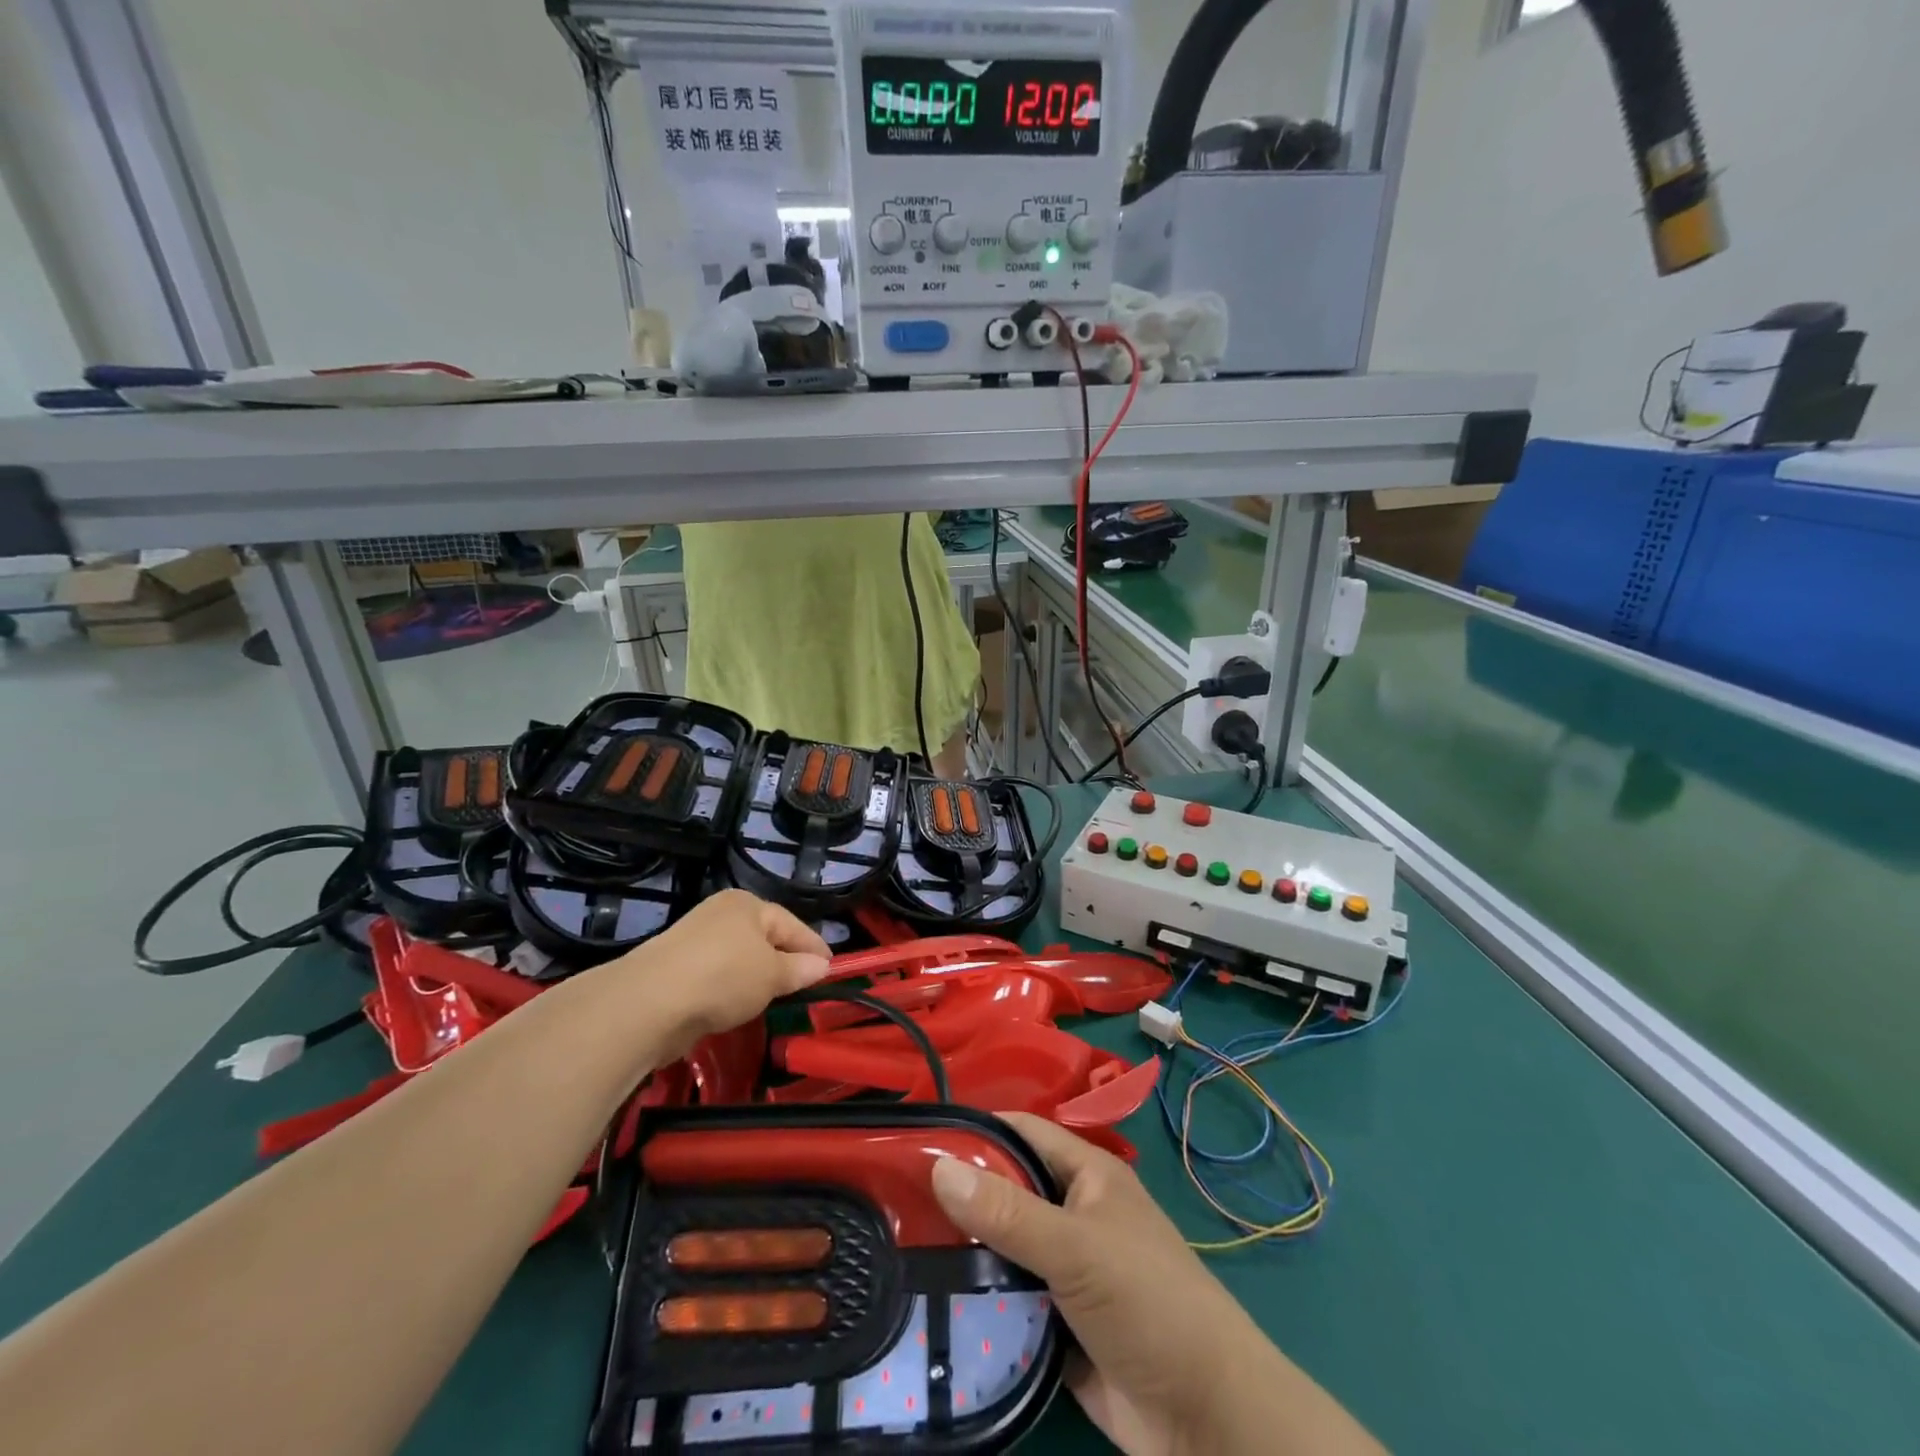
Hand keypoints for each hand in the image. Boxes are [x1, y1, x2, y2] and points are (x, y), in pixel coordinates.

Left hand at [593, 890, 830, 1056]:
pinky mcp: (676, 968)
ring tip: (774, 998)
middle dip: (785, 959)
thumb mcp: (772, 975)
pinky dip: (731, 988)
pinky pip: (717, 975)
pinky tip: (736, 1006)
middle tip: (806, 984)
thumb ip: (799, 969)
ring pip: (739, 957)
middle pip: (764, 938)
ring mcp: (694, 940)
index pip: (792, 924)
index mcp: (747, 905)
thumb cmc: (723, 977)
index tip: (832, 967)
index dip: (814, 946)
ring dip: (756, 976)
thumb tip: (821, 965)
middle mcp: (721, 914)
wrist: (649, 1004)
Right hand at [930, 1113, 1381, 1455]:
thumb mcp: (1075, 1248)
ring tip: (897, 1247)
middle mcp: (1074, 1214)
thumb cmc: (1148, 1304)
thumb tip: (938, 1165)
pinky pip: (1010, 1303)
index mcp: (1086, 1175)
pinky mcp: (1059, 1327)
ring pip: (1004, 1249)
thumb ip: (1007, 1211)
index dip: (974, 1128)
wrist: (1208, 1420)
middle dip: (960, 1194)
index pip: (1021, 1132)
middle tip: (892, 1197)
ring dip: (965, 1253)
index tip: (914, 1136)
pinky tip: (931, 1302)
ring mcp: (1066, 1272)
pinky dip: (980, 1304)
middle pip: (1007, 1192)